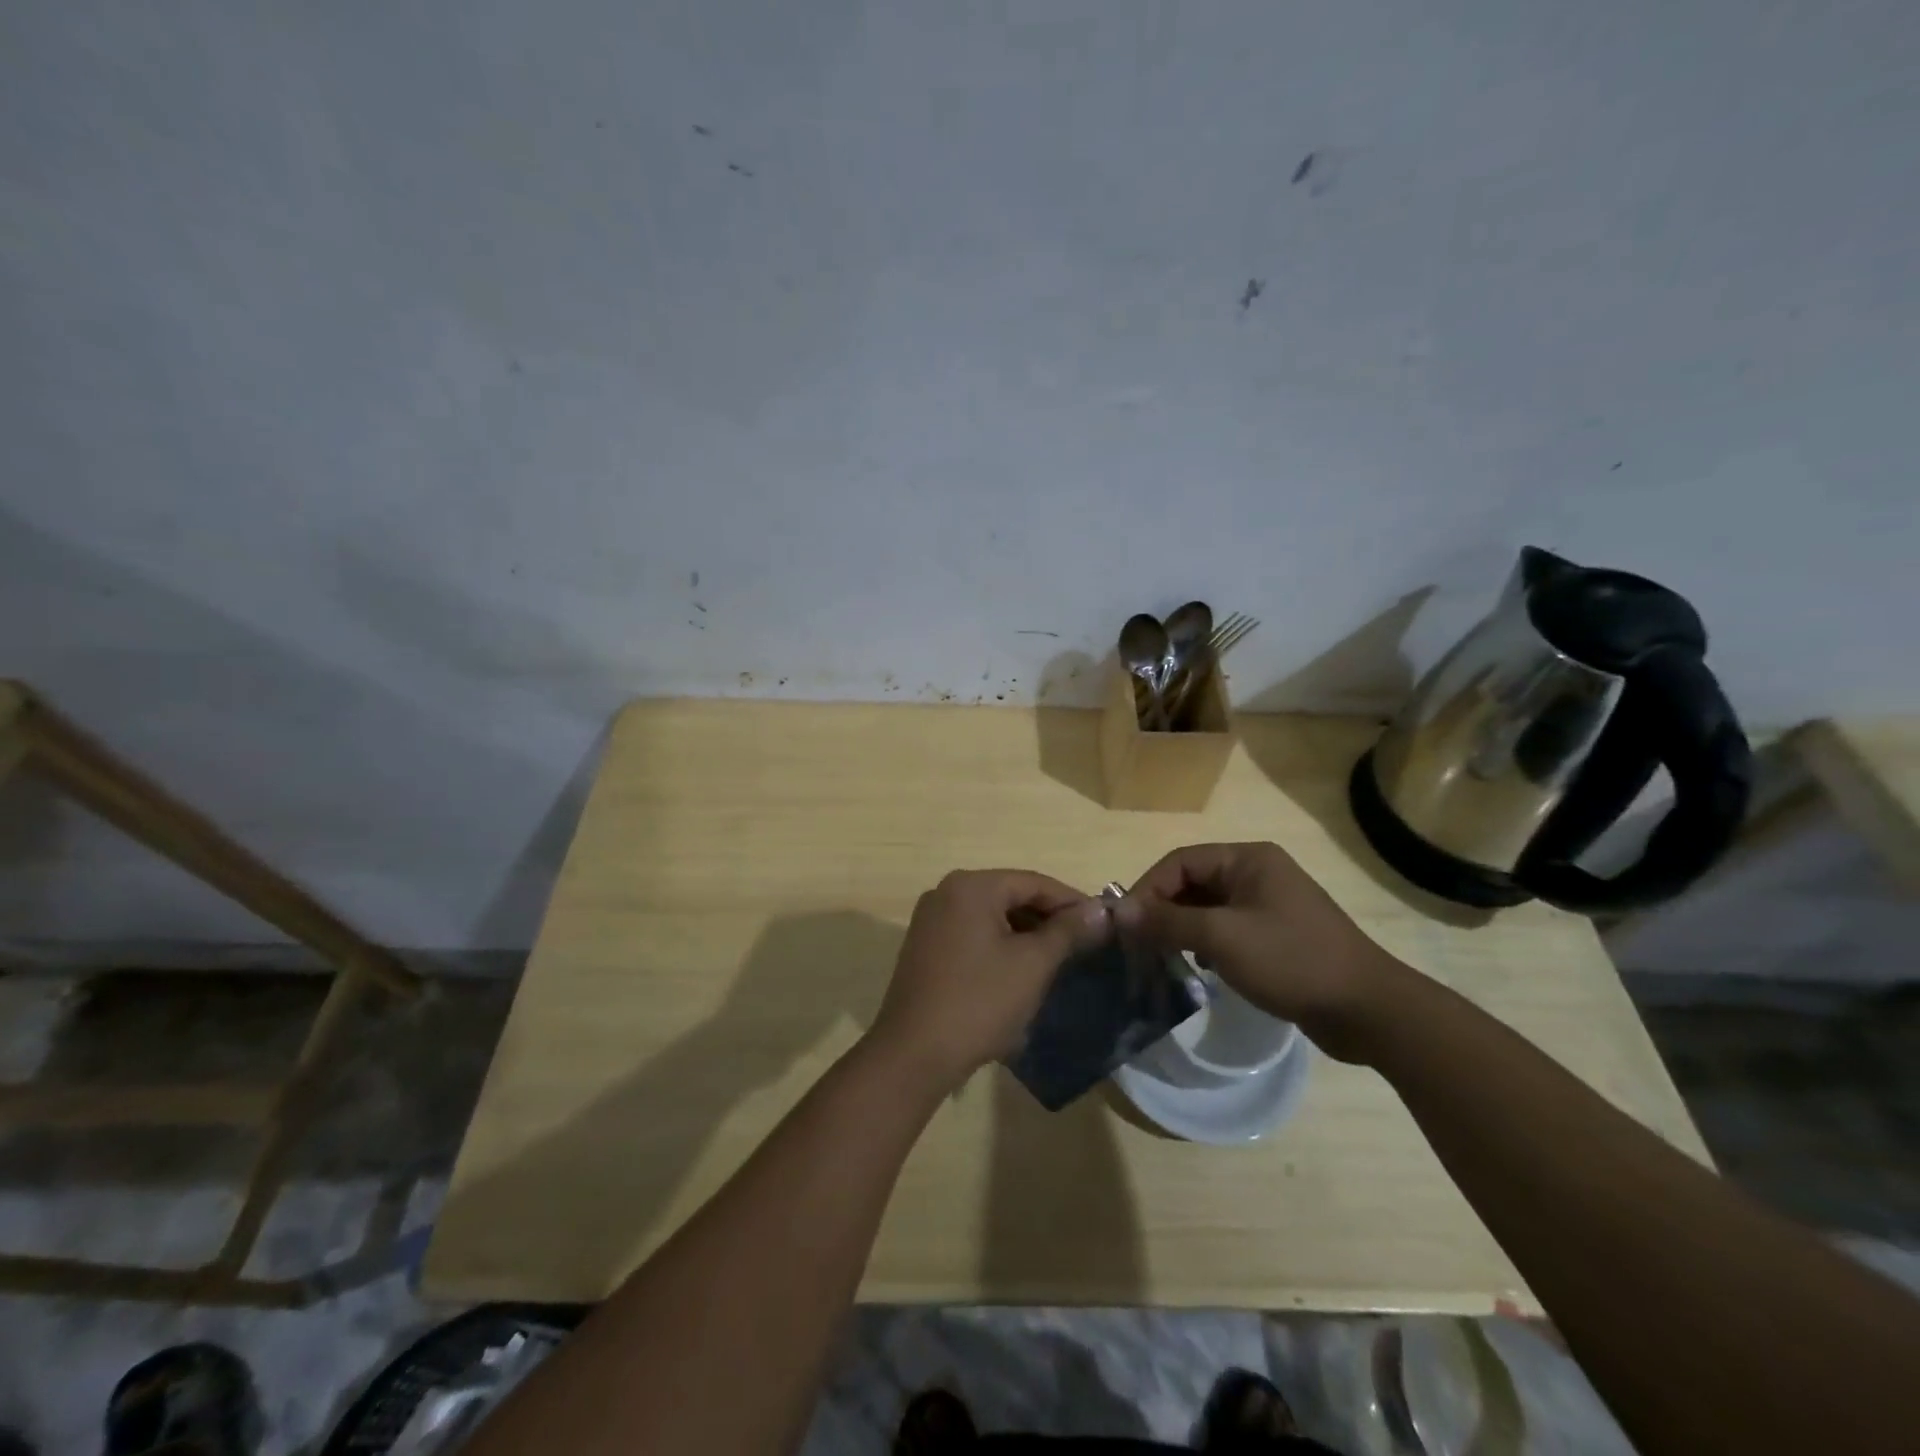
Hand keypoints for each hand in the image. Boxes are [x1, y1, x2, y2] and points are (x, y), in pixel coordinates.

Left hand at [868, 870, 1110, 1092]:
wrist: (914, 1054)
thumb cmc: (979, 1002)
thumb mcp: (1032, 965)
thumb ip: (1067, 931)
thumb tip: (1100, 909)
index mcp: (971, 886)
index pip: (1034, 882)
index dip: (1072, 901)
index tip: (1104, 924)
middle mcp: (946, 892)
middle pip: (1011, 895)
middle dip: (1049, 918)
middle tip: (1085, 944)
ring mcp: (931, 919)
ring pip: (992, 916)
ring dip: (1026, 933)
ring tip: (1059, 959)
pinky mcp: (925, 946)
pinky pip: (973, 933)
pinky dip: (1000, 944)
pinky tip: (1021, 970)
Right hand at [1116, 842, 1410, 1062]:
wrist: (1369, 1010)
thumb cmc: (1292, 961)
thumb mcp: (1221, 938)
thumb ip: (1166, 922)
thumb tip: (1116, 911)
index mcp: (1248, 859)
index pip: (1180, 862)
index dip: (1147, 890)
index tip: (1125, 925)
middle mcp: (1258, 874)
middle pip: (1193, 883)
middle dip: (1163, 911)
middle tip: (1138, 945)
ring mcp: (1270, 905)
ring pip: (1208, 909)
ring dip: (1182, 930)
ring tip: (1163, 958)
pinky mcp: (1277, 936)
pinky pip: (1227, 930)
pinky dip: (1206, 945)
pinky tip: (1201, 970)